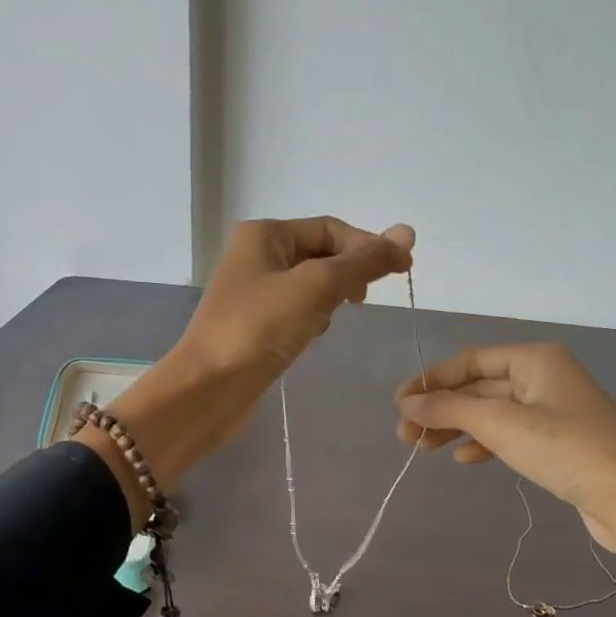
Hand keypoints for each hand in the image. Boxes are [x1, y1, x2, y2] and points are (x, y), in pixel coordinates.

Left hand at [178, 217, 415, 383]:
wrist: (208, 388)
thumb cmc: (259, 329)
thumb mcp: (317, 286)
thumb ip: (364, 261)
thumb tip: (407, 232)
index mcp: (265, 234)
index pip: (331, 229)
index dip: (369, 246)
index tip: (403, 272)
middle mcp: (256, 255)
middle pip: (321, 254)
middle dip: (348, 274)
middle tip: (364, 301)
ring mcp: (254, 293)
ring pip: (311, 285)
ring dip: (330, 299)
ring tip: (331, 319)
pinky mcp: (255, 325)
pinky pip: (297, 311)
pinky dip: (312, 320)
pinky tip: (311, 338)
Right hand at [395, 342, 615, 616]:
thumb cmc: (564, 449)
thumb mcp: (500, 424)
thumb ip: (450, 410)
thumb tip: (407, 403)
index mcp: (534, 359)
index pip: (470, 360)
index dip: (431, 380)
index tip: (399, 405)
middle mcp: (543, 376)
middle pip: (478, 387)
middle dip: (441, 409)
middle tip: (405, 437)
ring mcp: (552, 410)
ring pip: (491, 412)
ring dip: (457, 428)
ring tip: (425, 449)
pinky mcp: (557, 441)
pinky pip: (509, 433)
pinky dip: (484, 443)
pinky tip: (465, 460)